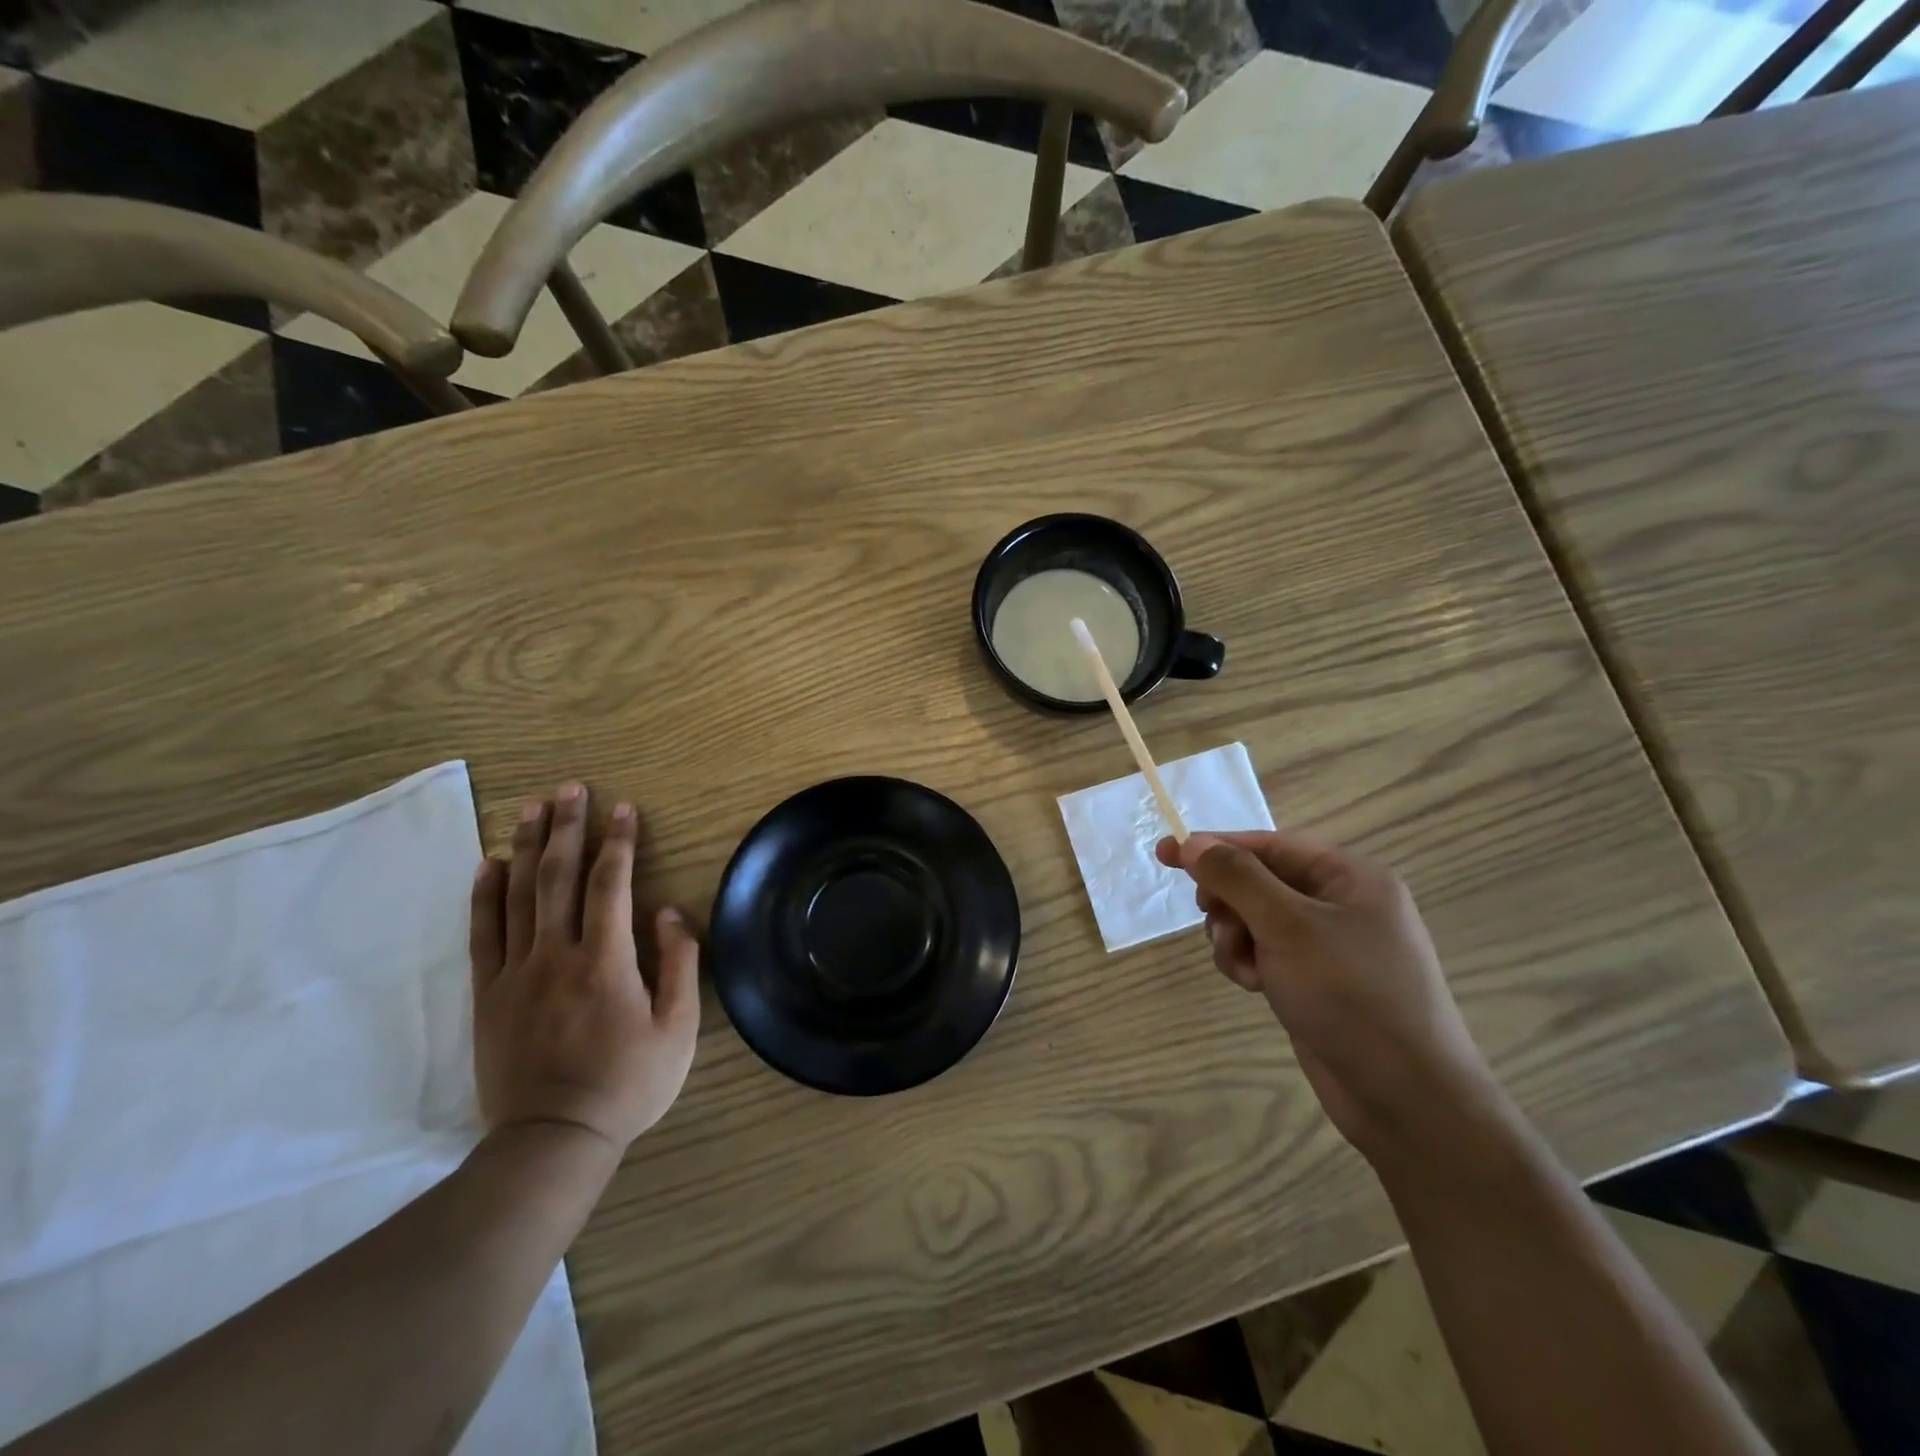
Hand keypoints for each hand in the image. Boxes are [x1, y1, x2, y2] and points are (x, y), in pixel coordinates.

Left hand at [469, 783, 700, 1151]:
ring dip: (527, 847)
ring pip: (518, 896)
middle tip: (571, 788)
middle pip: (559, 877)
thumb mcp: (679, 1030)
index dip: (618, 842)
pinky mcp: (488, 996)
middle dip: (568, 828)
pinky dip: (484, 895)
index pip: (611, 884)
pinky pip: (482, 934)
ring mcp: (516, 974)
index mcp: (606, 961)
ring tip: (532, 808)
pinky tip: (489, 864)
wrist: (552, 1140)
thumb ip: (679, 964)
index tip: (623, 808)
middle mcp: (556, 955)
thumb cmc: (628, 1084)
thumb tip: (669, 912)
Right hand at [1157, 830, 1500, 1157]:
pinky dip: (1249, 963)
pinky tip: (1255, 987)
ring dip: (1235, 938)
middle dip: (1229, 902)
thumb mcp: (1288, 926)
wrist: (1407, 1099)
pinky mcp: (1315, 980)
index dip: (1214, 846)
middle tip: (1216, 923)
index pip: (1268, 844)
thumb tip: (1191, 843)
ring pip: (1254, 918)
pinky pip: (1265, 952)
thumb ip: (1237, 878)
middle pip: (1258, 880)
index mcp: (1350, 876)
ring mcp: (1328, 945)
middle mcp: (1341, 903)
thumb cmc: (1351, 996)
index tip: (1165, 854)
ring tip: (1245, 968)